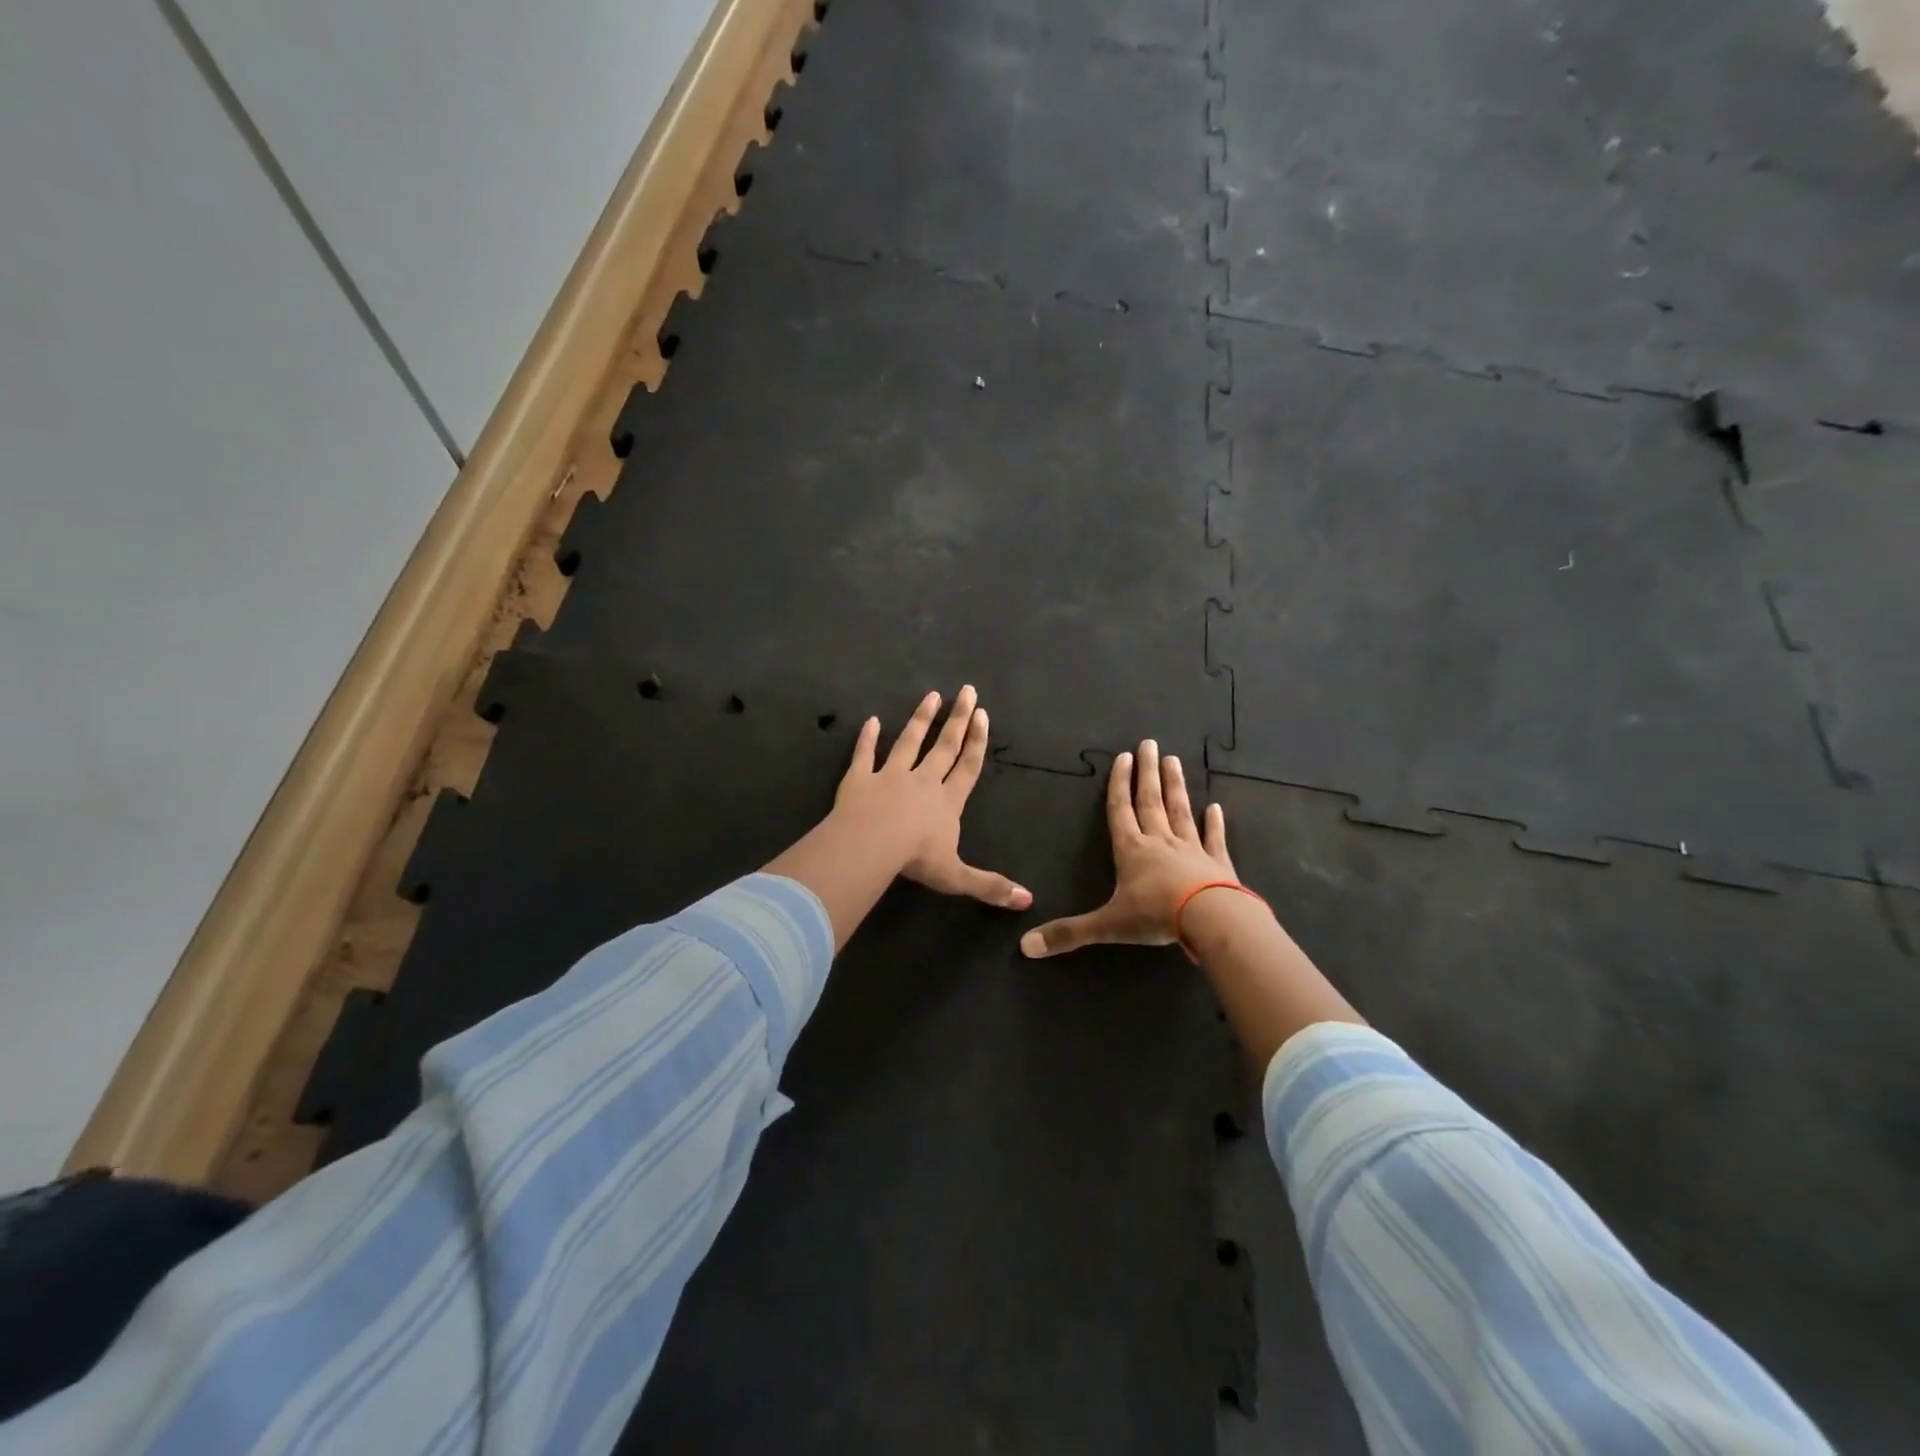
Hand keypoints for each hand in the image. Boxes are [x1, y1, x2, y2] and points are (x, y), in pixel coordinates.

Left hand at [834, 686, 1031, 909]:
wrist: (872, 844)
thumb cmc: (917, 859)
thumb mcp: (957, 877)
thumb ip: (990, 886)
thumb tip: (1028, 902)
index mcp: (947, 801)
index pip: (967, 766)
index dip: (977, 741)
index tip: (983, 714)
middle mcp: (923, 781)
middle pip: (944, 746)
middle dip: (957, 719)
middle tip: (966, 691)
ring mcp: (890, 775)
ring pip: (908, 742)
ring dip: (920, 719)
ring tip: (931, 696)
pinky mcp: (860, 778)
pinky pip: (864, 754)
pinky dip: (867, 738)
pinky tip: (870, 721)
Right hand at [1020, 738, 1236, 957]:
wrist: (1210, 919)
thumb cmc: (1155, 915)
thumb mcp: (1107, 925)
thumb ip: (1068, 934)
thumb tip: (1024, 947)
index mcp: (1131, 850)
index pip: (1121, 810)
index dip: (1119, 784)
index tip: (1123, 757)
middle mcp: (1160, 842)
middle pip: (1150, 801)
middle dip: (1147, 773)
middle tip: (1150, 744)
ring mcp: (1192, 850)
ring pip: (1181, 812)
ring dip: (1176, 786)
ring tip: (1174, 761)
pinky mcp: (1218, 864)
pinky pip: (1215, 839)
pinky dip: (1215, 824)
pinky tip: (1216, 808)